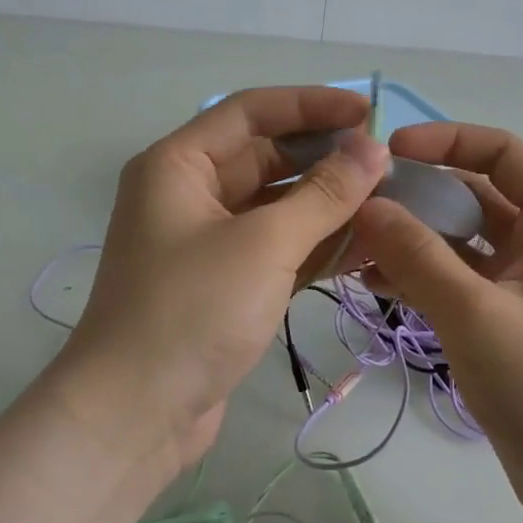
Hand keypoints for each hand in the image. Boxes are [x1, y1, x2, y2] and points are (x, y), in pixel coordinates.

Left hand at [60, 87, 388, 469]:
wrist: (134, 417)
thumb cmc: (191, 312)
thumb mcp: (264, 244)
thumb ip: (323, 193)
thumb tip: (372, 148)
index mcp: (179, 165)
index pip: (251, 112)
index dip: (311, 105)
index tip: (367, 113)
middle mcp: (189, 194)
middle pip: (265, 157)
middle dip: (325, 158)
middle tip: (386, 164)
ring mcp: (207, 241)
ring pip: (276, 204)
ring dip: (327, 203)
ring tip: (388, 202)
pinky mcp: (225, 283)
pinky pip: (277, 246)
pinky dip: (316, 244)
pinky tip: (364, 245)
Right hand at [350, 122, 522, 522]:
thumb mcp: (477, 314)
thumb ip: (418, 256)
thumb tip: (367, 205)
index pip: (499, 152)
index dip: (444, 140)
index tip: (386, 153)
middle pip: (472, 194)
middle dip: (416, 196)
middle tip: (355, 206)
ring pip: (459, 241)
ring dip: (411, 239)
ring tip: (353, 246)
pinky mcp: (506, 320)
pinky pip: (457, 281)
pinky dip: (420, 276)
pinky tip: (373, 283)